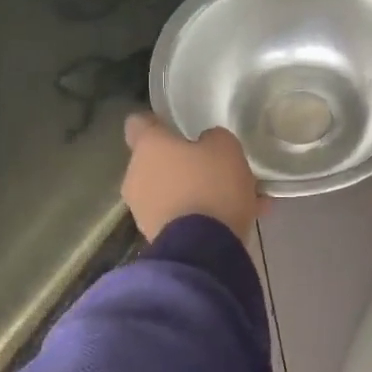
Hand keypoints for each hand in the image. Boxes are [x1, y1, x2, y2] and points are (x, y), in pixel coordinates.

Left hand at [122, 113, 265, 245]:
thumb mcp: (226, 148)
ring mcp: (143, 210)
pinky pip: (180, 217)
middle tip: (213, 167)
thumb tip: (205, 144)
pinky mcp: (156, 237)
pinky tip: (234, 220)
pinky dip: (200, 216)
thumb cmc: (211, 185)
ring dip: (194, 192)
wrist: (203, 248)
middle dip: (182, 163)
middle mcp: (136, 175)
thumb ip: (214, 139)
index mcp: (148, 147)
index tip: (175, 126)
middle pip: (157, 161)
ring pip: (171, 191)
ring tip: (232, 199)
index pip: (138, 123)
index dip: (156, 122)